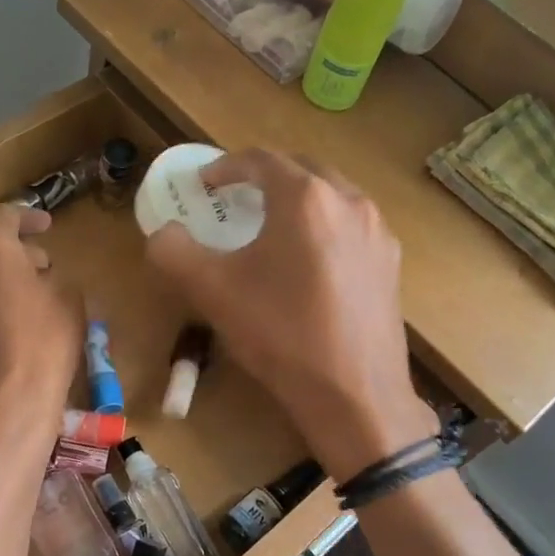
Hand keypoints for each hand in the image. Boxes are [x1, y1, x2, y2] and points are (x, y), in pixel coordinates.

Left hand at [0, 206, 79, 442]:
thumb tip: (43, 276)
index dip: (28, 216)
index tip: (47, 226)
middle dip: (13, 254)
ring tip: (25, 306)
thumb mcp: (70, 301)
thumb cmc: (46, 345)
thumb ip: (55, 277)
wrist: (6, 410)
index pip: (4, 216)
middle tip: (41, 269)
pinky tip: (6, 340)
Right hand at [144, 150, 433, 480]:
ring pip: (331, 195)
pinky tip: (309, 262)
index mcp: (306, 198)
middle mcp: (349, 201)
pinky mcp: (391, 263)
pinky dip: (324, 225)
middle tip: (237, 198)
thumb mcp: (212, 291)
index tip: (204, 184)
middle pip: (301, 168)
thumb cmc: (281, 334)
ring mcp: (377, 231)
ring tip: (272, 226)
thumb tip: (163, 234)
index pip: (260, 160)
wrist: (355, 395)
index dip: (225, 166)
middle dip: (265, 176)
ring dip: (298, 199)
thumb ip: (174, 251)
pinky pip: (351, 225)